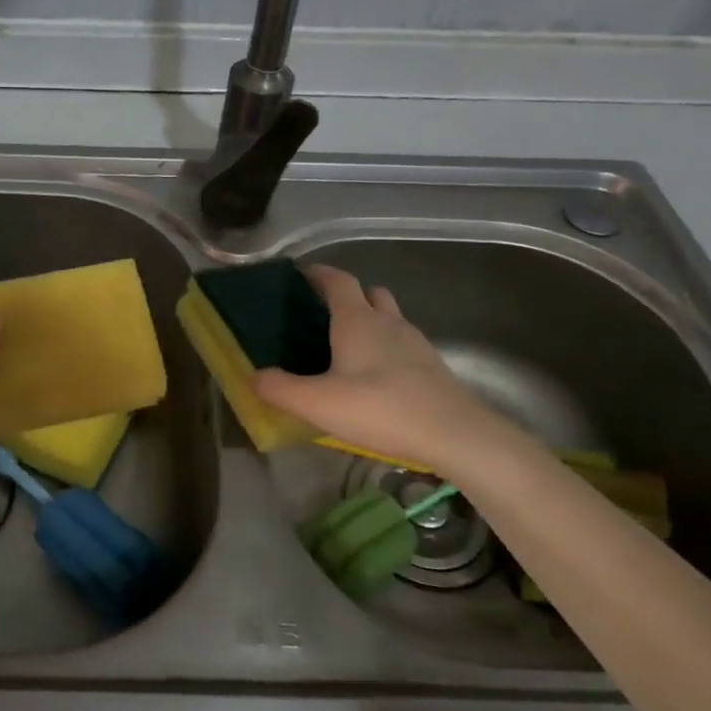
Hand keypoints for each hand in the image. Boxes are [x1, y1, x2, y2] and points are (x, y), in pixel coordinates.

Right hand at [253, 265, 525, 476]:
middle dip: (348, 296)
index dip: (318, 274)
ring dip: (370, 322)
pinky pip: (403, 345)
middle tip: (323, 314)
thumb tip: (254, 376)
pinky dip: (386, 349)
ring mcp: (415, 344)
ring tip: (347, 348)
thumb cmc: (381, 409)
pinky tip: (375, 378)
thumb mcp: (318, 403)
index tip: (300, 275)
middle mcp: (388, 323)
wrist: (456, 436)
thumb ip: (280, 389)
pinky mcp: (432, 368)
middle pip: (369, 293)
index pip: (337, 281)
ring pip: (390, 318)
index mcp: (357, 321)